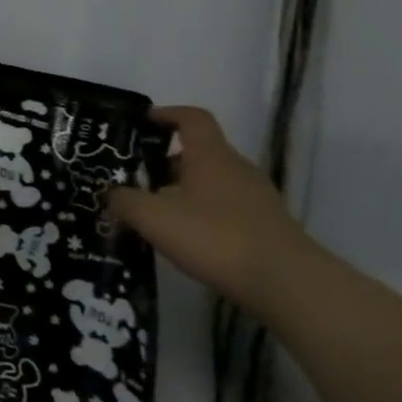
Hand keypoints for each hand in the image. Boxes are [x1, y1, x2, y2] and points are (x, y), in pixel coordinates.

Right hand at [107, 105, 316, 319]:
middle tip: (137, 177)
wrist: (290, 286)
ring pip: (213, 182)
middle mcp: (236, 168)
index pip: (192, 118)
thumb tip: (111, 194)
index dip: (167, 114)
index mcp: (211, 155)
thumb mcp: (154, 218)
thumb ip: (125, 201)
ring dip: (184, 190)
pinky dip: (205, 214)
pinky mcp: (268, 227)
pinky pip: (228, 208)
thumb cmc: (217, 238)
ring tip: (157, 212)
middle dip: (166, 161)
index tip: (143, 123)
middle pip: (199, 152)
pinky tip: (188, 239)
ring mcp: (257, 199)